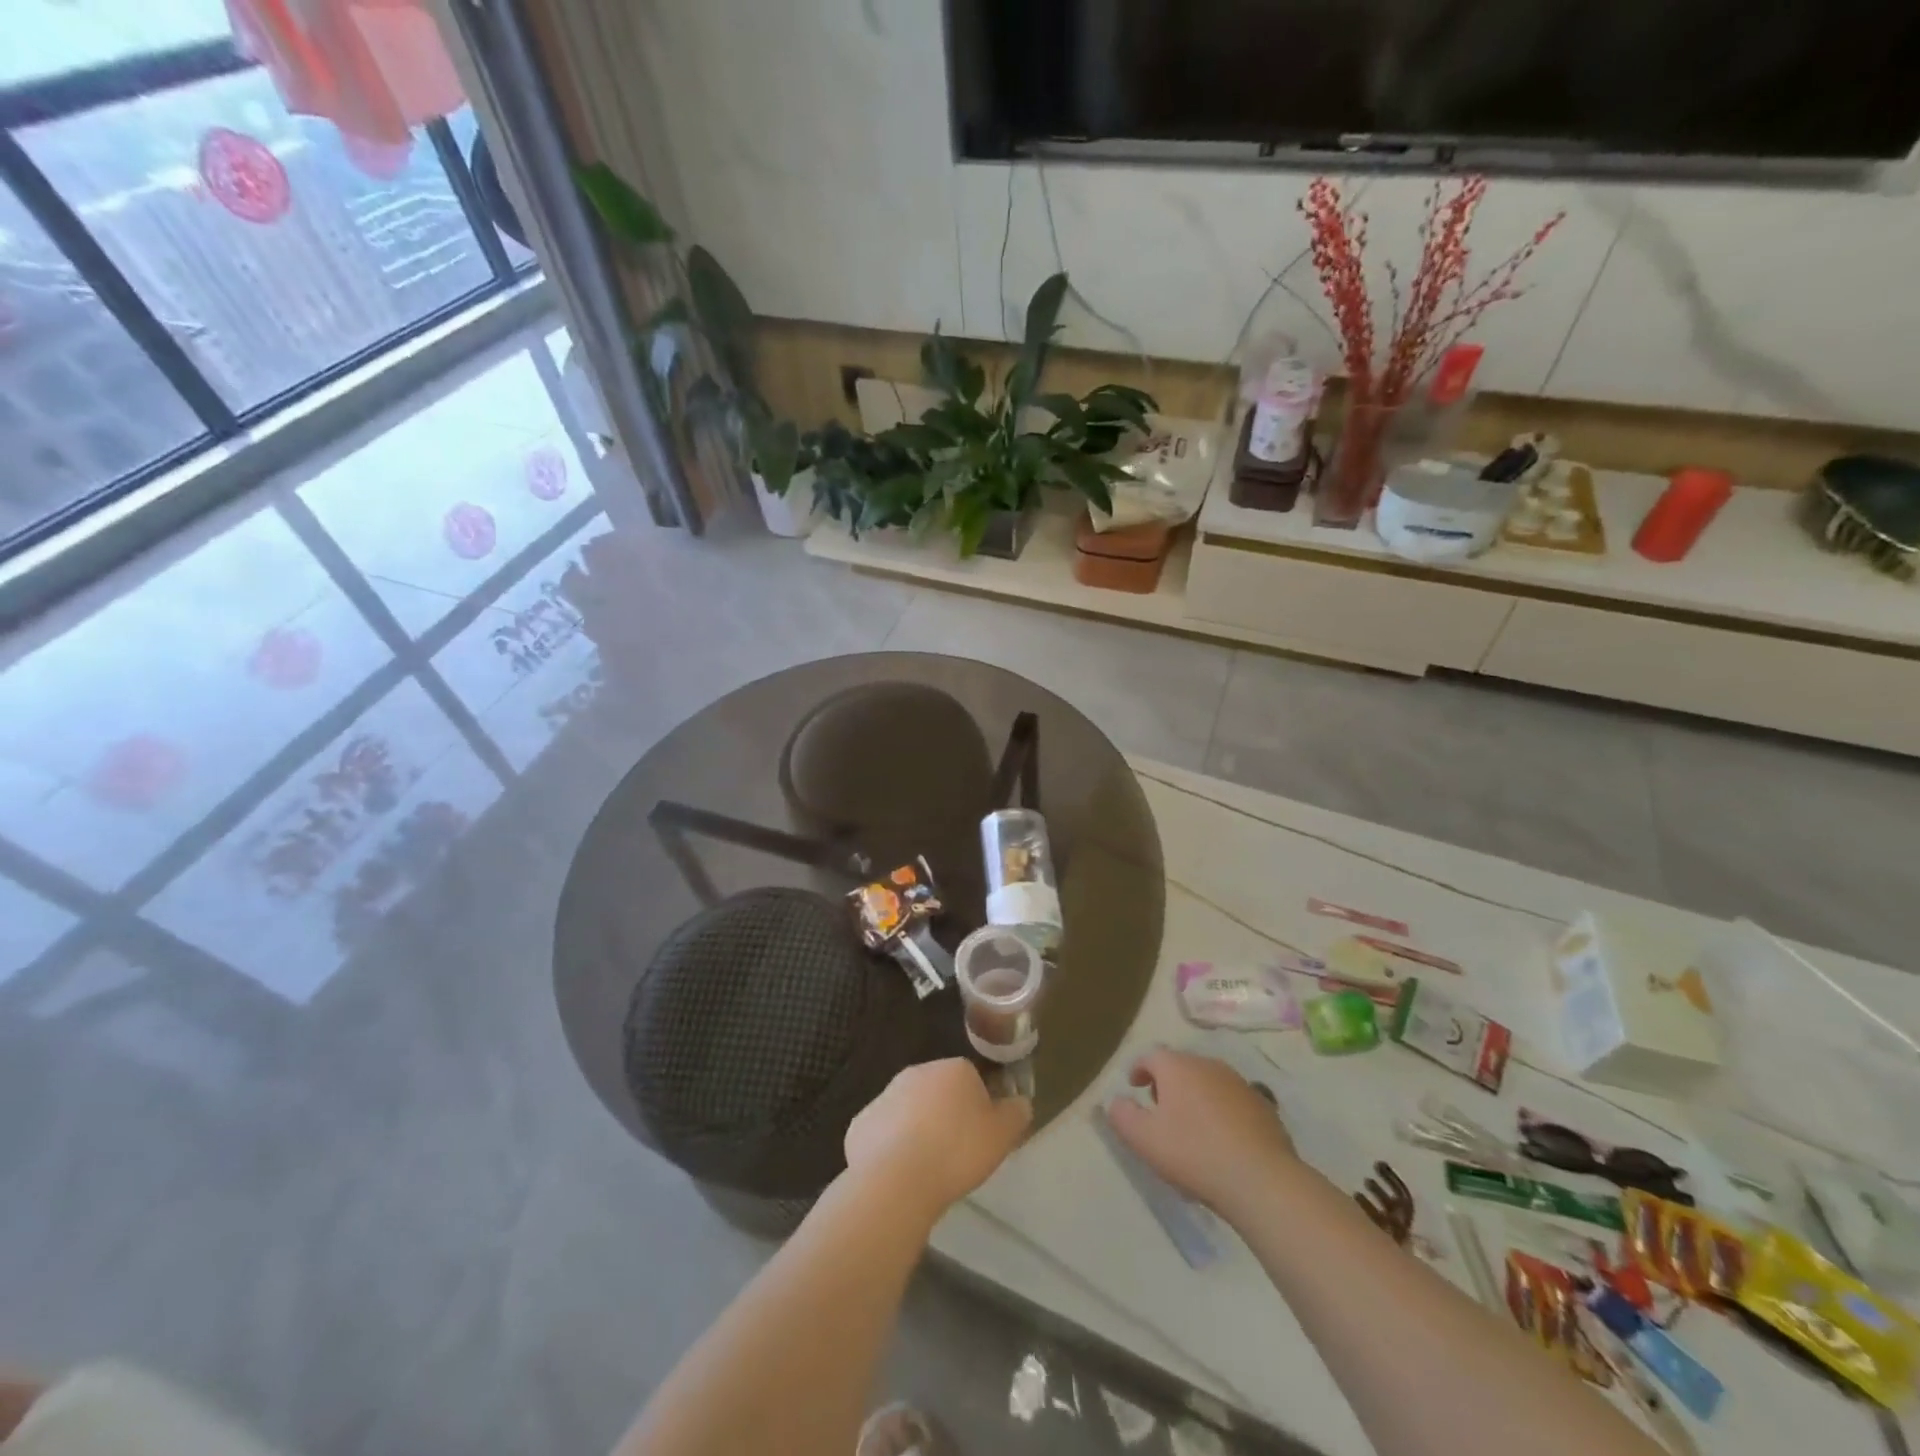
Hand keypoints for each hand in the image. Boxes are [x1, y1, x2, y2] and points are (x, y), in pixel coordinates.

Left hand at [844, 1059, 1031, 1219]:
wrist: (896, 1179)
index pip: (972, 1080)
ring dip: (918, 1131)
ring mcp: (885, 1095)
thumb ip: (1016, 1113)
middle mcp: (917, 1072)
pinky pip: (884, 1134)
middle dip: (946, 1116)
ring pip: (910, 1111)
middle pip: (939, 1092)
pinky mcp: (861, 1123)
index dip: (979, 1109)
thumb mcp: (1002, 1135)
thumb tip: (1020, 1102)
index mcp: (953, 1069)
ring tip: (927, 1169)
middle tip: (955, 1154)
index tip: (980, 1138)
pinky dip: (891, 1149)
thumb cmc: (956, 1152)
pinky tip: (899, 1175)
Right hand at [1106, 1049, 1301, 1223]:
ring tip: (1191, 1126)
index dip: (1139, 1069)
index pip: (1151, 1056)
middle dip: (1167, 1083)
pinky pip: (1232, 1101)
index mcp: (1177, 1067)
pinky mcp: (1263, 1106)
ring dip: (1195, 1096)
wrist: (1262, 1180)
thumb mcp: (1144, 1139)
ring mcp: (1239, 1083)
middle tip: (1160, 1110)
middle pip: (1181, 1066)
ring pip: (1208, 1082)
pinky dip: (1221, 1111)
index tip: (1134, 1087)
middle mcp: (1208, 1065)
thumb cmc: (1194, 1153)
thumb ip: (1122, 1115)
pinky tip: (1222, 1140)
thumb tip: (1116, 1101)